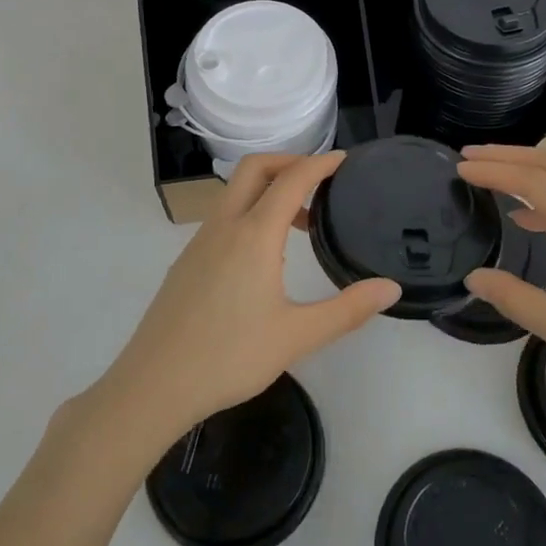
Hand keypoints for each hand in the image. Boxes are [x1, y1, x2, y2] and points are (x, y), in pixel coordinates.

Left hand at [93, 151, 400, 451]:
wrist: (154, 384)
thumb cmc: (230, 357)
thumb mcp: (297, 336)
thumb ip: (348, 310)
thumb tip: (391, 288)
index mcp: (254, 234)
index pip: (291, 180)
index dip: (320, 164)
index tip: (345, 160)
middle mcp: (225, 226)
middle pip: (254, 168)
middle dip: (289, 162)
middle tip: (320, 181)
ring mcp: (200, 241)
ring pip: (235, 192)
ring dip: (268, 189)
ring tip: (301, 222)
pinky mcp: (187, 261)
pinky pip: (223, 217)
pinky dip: (250, 212)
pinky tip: (265, 257)